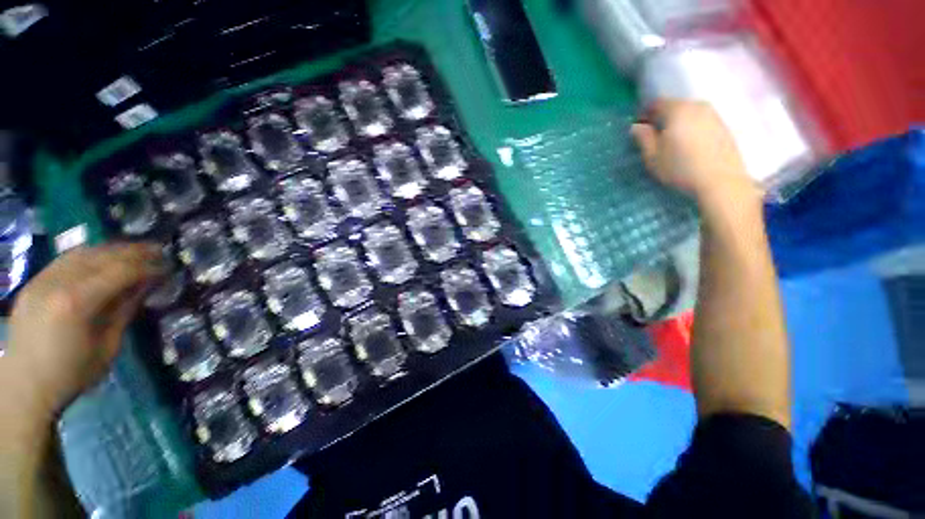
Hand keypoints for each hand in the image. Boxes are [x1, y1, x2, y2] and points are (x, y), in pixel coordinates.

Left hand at [1, 243, 164, 420]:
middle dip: (133, 251)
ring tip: (133, 252)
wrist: (24, 387)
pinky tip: (102, 260)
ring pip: (82, 252)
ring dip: (111, 250)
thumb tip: (146, 285)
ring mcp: (41, 280)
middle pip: (101, 255)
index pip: (121, 271)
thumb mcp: (108, 346)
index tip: (167, 267)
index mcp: (77, 302)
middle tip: (158, 251)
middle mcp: (57, 282)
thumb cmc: (72, 374)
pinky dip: (89, 256)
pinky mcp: (33, 283)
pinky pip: (65, 260)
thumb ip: (124, 310)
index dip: (148, 267)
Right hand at [631, 99, 760, 207]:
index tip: (640, 128)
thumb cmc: (680, 168)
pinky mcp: (724, 127)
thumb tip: (636, 126)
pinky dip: (692, 129)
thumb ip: (643, 138)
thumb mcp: (652, 156)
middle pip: (675, 106)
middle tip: (655, 136)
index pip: (656, 102)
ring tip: (672, 142)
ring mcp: (714, 115)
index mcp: (677, 110)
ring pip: (689, 113)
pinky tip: (689, 146)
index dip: (645, 113)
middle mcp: (697, 106)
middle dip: (662, 118)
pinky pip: (701, 122)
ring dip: (678, 123)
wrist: (720, 181)